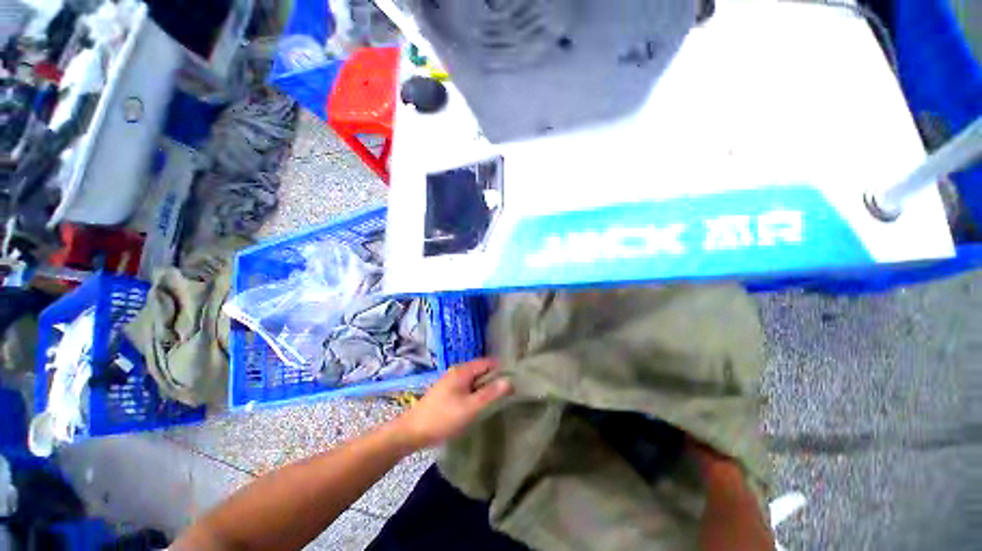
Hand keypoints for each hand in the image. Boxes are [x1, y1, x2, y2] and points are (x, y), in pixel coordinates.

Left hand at [395, 358, 511, 449]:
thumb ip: (490, 394)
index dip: (501, 369)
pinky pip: (467, 386)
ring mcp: (450, 380)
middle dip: (494, 378)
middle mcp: (457, 371)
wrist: (412, 431)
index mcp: (463, 370)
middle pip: (481, 369)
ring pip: (474, 379)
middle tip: (508, 392)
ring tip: (497, 399)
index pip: (488, 362)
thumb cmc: (443, 418)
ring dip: (485, 386)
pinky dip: (475, 391)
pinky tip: (479, 404)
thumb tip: (510, 381)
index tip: (514, 380)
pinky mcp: (447, 390)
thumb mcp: (470, 408)